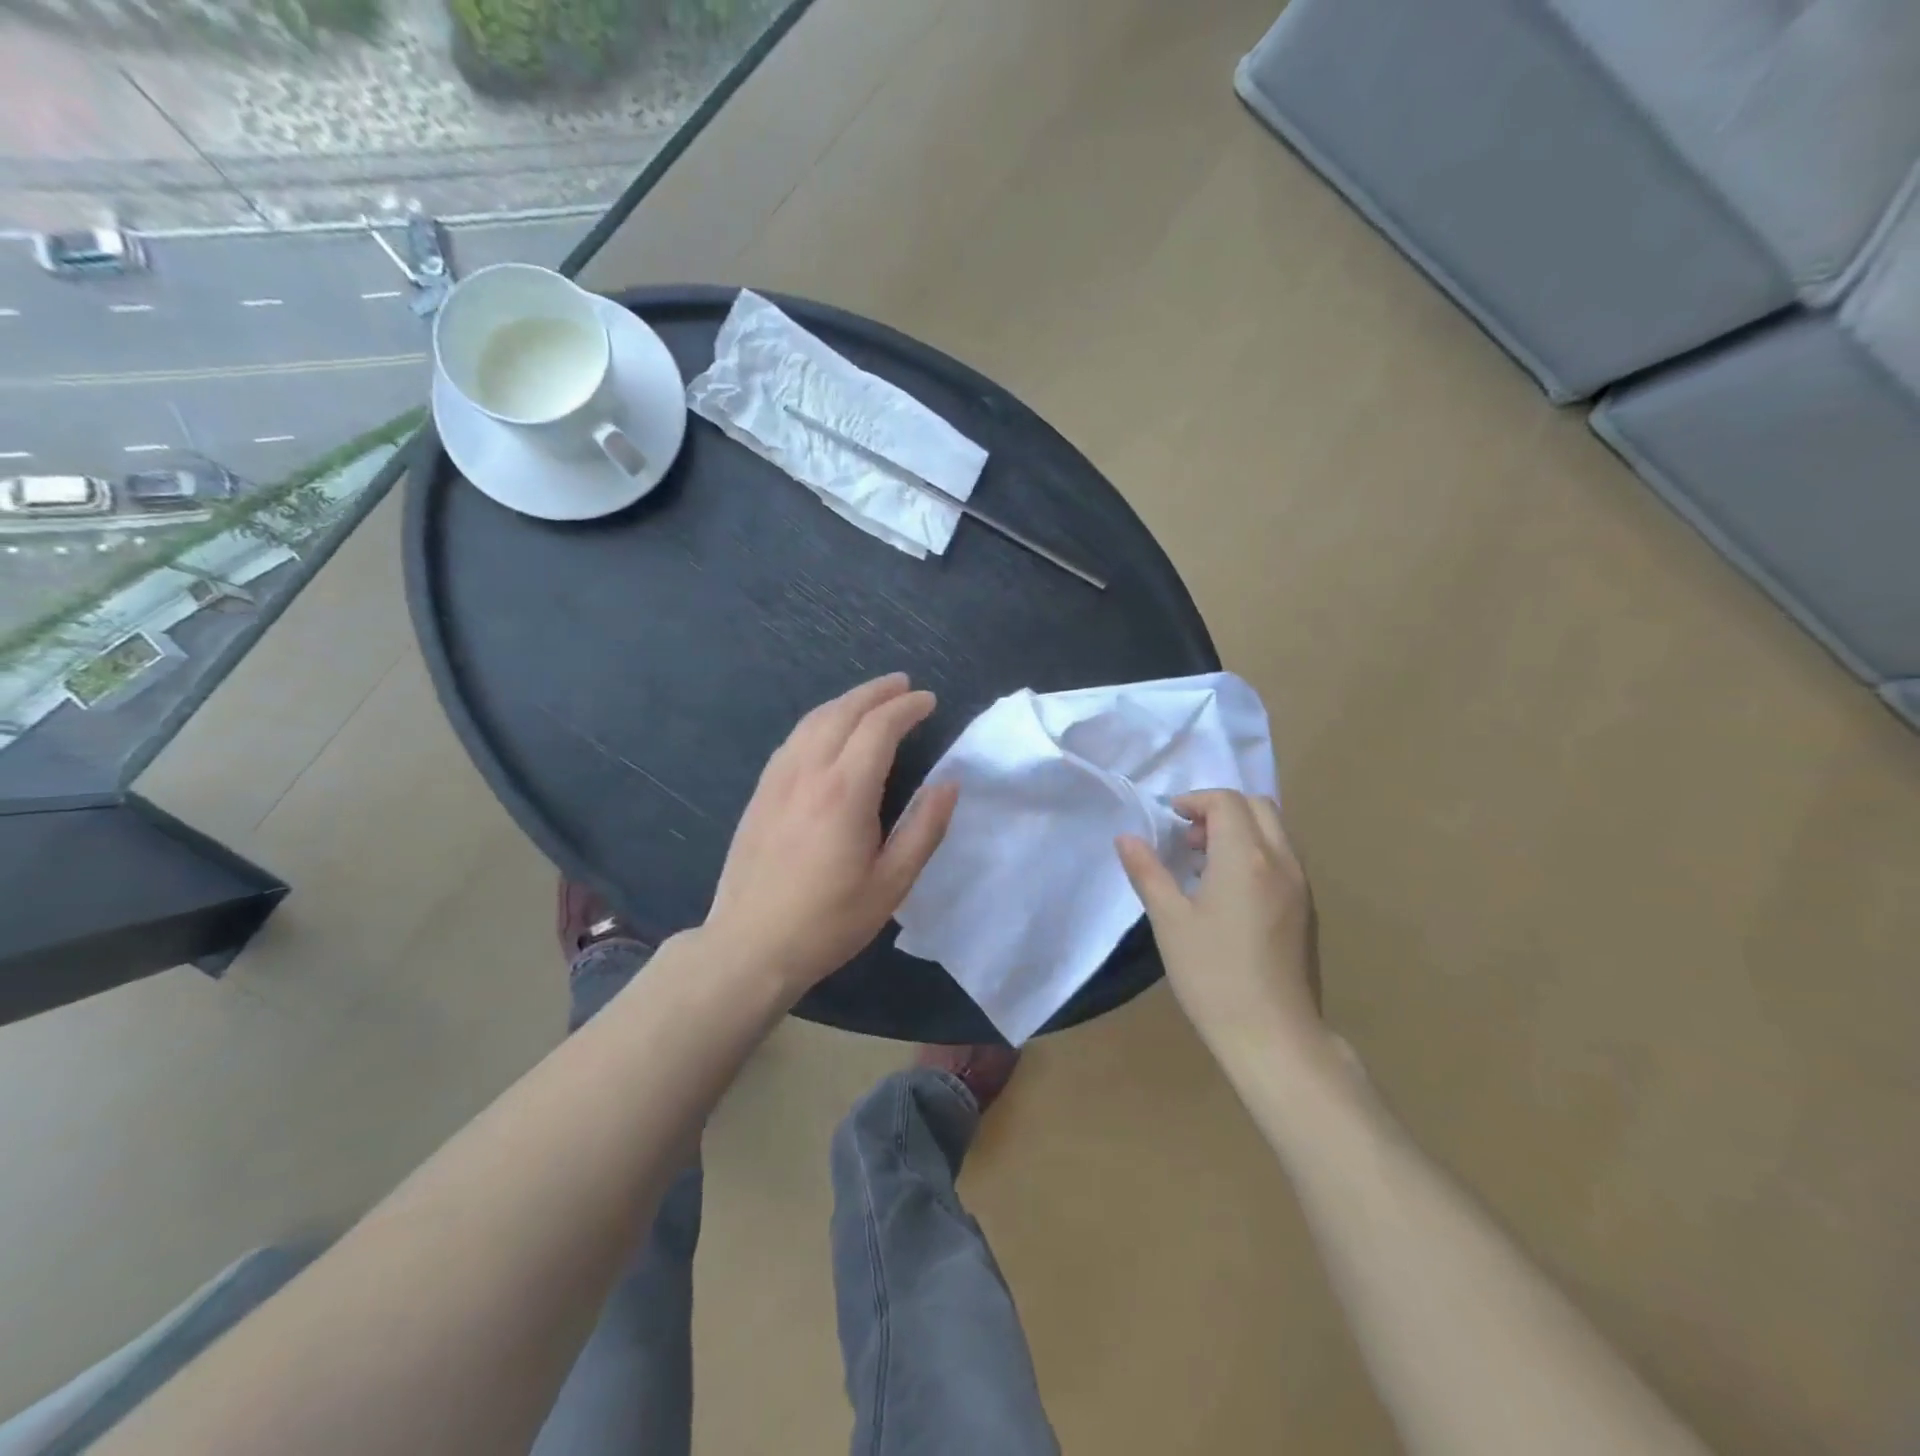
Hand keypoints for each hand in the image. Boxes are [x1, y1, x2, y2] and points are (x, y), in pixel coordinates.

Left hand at [704, 673, 958, 995]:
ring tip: (871, 699)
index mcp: (845, 792)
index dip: (906, 708)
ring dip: (846, 701)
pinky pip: (793, 740)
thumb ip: (924, 829)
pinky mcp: (760, 793)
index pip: (879, 728)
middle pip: (843, 712)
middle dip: (876, 692)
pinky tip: (828, 730)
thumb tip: (948, 784)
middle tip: (904, 685)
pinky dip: (819, 721)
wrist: (749, 946)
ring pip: (813, 720)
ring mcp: (777, 780)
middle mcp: (808, 773)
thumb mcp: (891, 884)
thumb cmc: (828, 921)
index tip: (928, 701)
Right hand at [1116, 791, 1323, 1058]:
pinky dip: (1257, 852)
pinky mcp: (1307, 909)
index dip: (1194, 800)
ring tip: (1205, 864)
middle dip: (1220, 809)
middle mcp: (1281, 860)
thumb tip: (1126, 838)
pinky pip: (1283, 858)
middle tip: (1189, 838)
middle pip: (1258, 806)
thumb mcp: (1169, 921)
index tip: (1169, 819)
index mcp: (1246, 857)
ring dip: (1240, 830)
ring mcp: (1301, 885)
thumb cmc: (1213, 975)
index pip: (1225, 801)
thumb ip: (1148, 872)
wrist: (1274, 1036)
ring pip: (1275, 831)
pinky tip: (1230, 892)